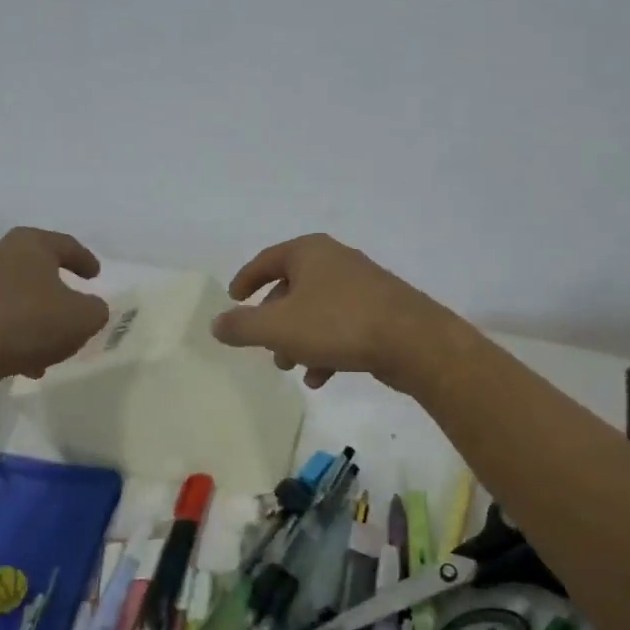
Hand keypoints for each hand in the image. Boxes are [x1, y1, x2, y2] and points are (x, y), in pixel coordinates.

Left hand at [0, 228, 109, 386]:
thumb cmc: (28, 322)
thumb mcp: (82, 318)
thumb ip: (95, 310)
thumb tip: (90, 308)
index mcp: (30, 244)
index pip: (65, 245)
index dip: (84, 260)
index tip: (95, 275)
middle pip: (35, 269)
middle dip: (55, 290)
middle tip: (72, 308)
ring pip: (14, 297)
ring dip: (33, 319)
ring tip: (48, 351)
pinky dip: (10, 335)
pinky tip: (21, 363)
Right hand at [210, 234, 467, 391]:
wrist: (413, 340)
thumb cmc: (337, 324)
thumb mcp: (278, 327)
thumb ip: (242, 326)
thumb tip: (216, 323)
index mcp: (309, 252)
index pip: (266, 260)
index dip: (245, 280)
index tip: (233, 299)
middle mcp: (335, 260)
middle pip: (292, 287)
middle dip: (274, 321)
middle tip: (264, 347)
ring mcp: (361, 284)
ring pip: (316, 311)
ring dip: (298, 339)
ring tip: (291, 367)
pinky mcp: (380, 310)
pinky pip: (341, 325)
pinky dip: (325, 347)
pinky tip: (321, 377)